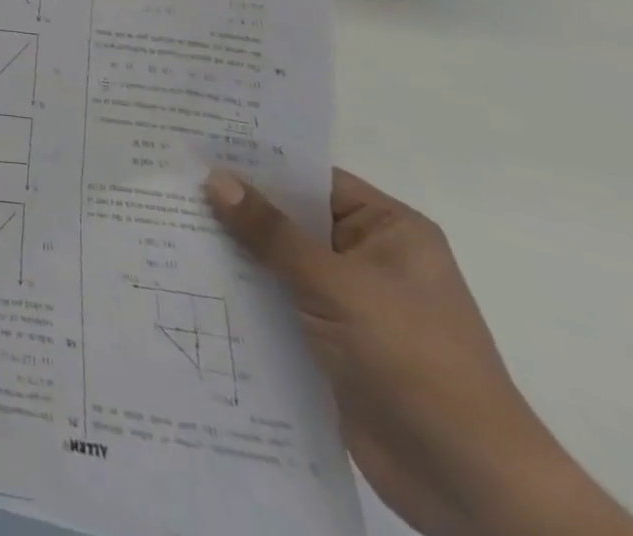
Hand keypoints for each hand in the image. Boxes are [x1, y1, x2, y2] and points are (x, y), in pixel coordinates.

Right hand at [204, 167, 586, 535]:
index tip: (196, 143)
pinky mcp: (329, 342)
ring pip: (277, 261)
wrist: (469, 487)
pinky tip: (189, 275)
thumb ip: (272, 232)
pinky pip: (276, 301)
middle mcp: (367, 257)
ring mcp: (348, 301)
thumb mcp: (336, 286)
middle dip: (234, 206)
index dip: (255, 161)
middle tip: (167, 179)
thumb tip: (215, 178)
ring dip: (232, 250)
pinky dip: (241, 291)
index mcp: (387, 229)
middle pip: (289, 217)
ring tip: (163, 220)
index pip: (309, 177)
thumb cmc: (414, 362)